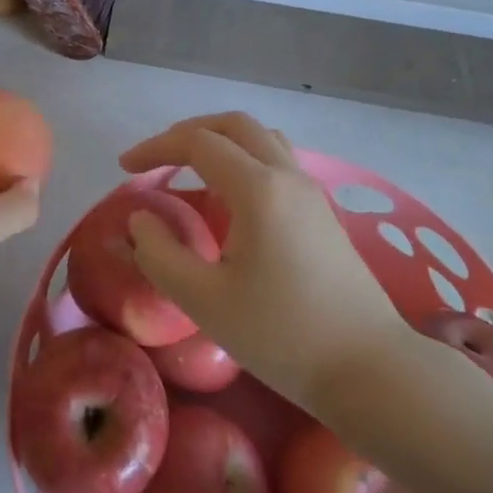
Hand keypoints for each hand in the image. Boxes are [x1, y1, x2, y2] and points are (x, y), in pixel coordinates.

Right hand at [119, 113, 416, 412]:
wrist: (368, 367)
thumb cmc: (281, 335)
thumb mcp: (204, 300)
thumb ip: (159, 254)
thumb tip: (140, 219)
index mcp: (258, 189)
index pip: (198, 143)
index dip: (156, 148)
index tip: (125, 167)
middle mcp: (287, 175)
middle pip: (234, 125)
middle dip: (188, 132)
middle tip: (156, 158)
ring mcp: (310, 191)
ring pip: (261, 138)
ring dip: (221, 140)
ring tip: (191, 169)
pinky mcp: (322, 211)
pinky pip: (278, 160)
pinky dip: (244, 158)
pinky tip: (230, 198)